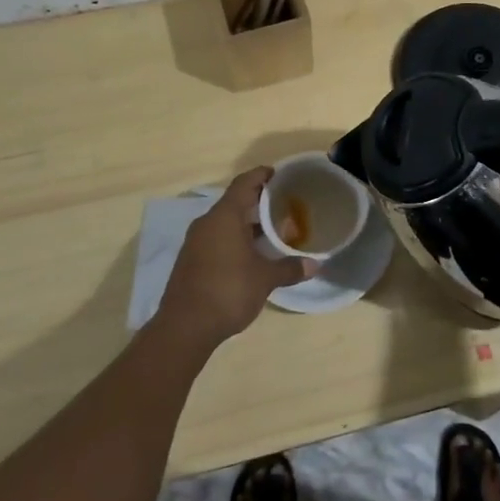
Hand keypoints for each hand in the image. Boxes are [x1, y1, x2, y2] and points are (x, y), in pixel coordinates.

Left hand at [157, 167, 313, 346]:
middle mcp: (207, 223)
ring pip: (225, 222)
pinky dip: (235, 239)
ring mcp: (196, 242)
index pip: (244, 184)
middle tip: (283, 204)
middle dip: (258, 202)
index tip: (278, 174)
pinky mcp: (191, 261)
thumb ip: (289, 268)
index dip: (261, 175)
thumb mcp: (265, 279)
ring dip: (247, 223)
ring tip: (271, 231)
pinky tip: (251, 254)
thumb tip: (315, 264)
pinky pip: (217, 239)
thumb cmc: (228, 291)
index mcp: (224, 217)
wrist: (184, 327)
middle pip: (235, 202)